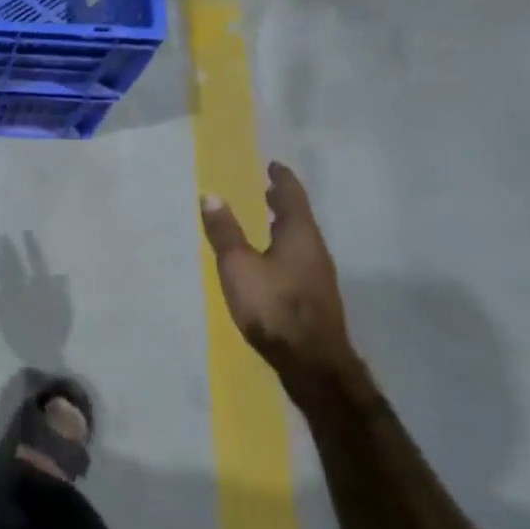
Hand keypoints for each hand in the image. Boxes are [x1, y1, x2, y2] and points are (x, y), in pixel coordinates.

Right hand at [200, 162, 358, 401]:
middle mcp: (315, 251)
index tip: (274, 165)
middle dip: (283, 203)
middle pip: (300, 219)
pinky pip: (298, 261)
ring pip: (300, 242)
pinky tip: (271, 262)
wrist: (312, 362)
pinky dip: (284, 249)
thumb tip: (211, 195)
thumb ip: (225, 232)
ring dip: (284, 227)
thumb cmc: (273, 306)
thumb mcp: (238, 265)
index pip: (292, 197)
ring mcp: (318, 277)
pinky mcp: (314, 299)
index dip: (282, 180)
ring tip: (267, 222)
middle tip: (267, 190)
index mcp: (299, 235)